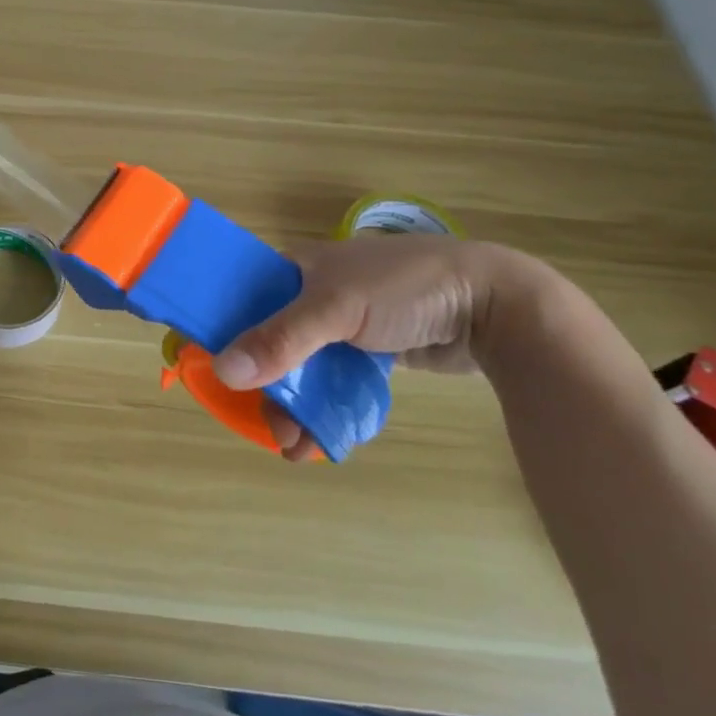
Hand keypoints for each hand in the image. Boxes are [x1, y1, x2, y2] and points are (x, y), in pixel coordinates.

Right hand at [212, 237, 498, 459]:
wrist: (495, 305)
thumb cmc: (405, 288)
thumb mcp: (336, 309)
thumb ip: (280, 339)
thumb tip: (223, 370)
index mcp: (295, 268)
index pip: (242, 298)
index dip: (225, 335)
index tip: (220, 377)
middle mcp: (312, 293)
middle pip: (271, 342)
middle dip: (268, 388)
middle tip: (274, 428)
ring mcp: (343, 323)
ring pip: (303, 367)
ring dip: (296, 406)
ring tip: (297, 447)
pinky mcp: (370, 350)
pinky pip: (334, 379)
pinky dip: (326, 405)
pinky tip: (324, 436)